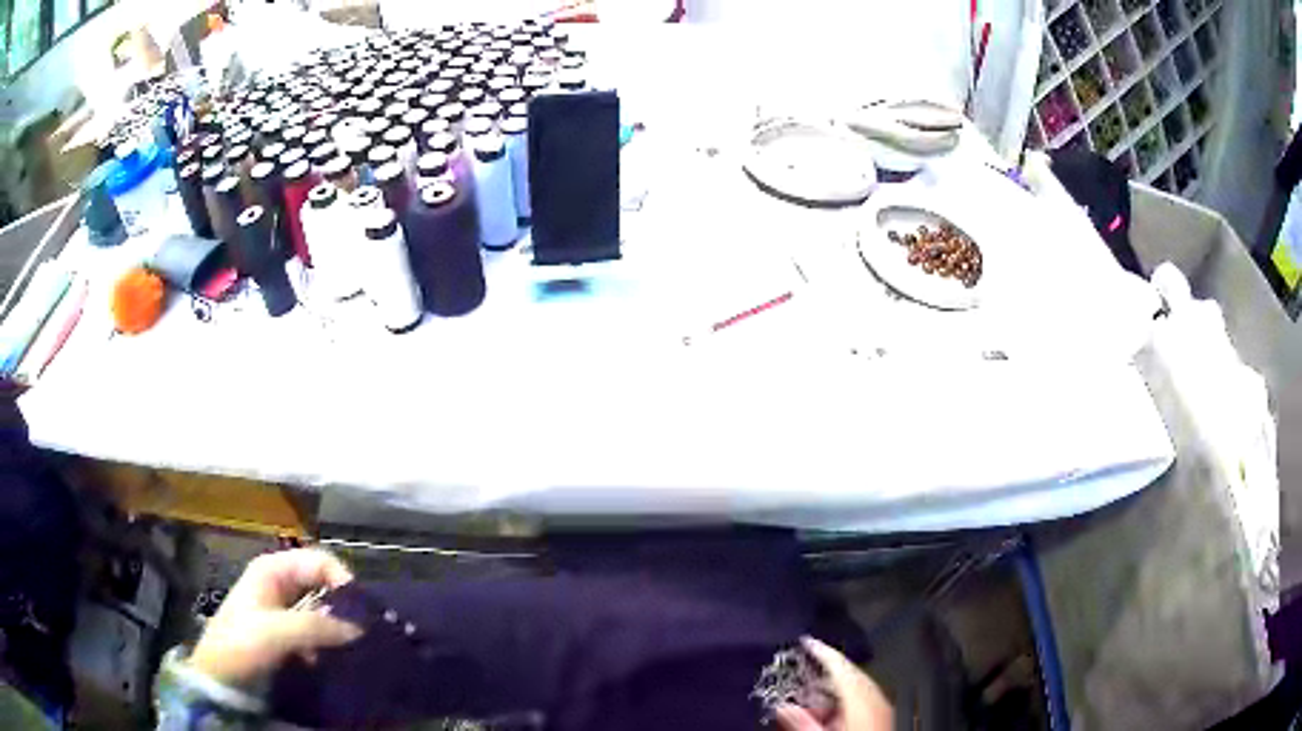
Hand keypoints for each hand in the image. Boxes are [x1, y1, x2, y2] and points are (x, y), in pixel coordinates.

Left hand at [188, 548, 362, 687]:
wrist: (220, 677)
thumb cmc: (241, 643)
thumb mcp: (276, 632)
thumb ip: (317, 626)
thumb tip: (360, 627)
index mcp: (273, 570)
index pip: (319, 561)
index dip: (342, 579)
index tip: (363, 609)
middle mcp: (279, 584)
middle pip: (322, 584)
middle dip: (344, 605)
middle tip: (366, 630)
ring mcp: (282, 610)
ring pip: (321, 610)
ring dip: (338, 627)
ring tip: (357, 648)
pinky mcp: (286, 635)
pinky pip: (316, 633)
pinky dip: (328, 644)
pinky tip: (334, 661)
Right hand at [775, 637, 893, 730]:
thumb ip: (802, 722)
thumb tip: (783, 707)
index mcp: (862, 696)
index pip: (840, 665)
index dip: (822, 651)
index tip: (806, 642)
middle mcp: (876, 697)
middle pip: (850, 677)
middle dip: (824, 677)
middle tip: (802, 679)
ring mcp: (883, 708)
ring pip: (857, 691)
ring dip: (833, 695)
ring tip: (811, 704)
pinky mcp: (885, 719)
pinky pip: (864, 703)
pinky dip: (845, 705)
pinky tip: (832, 717)